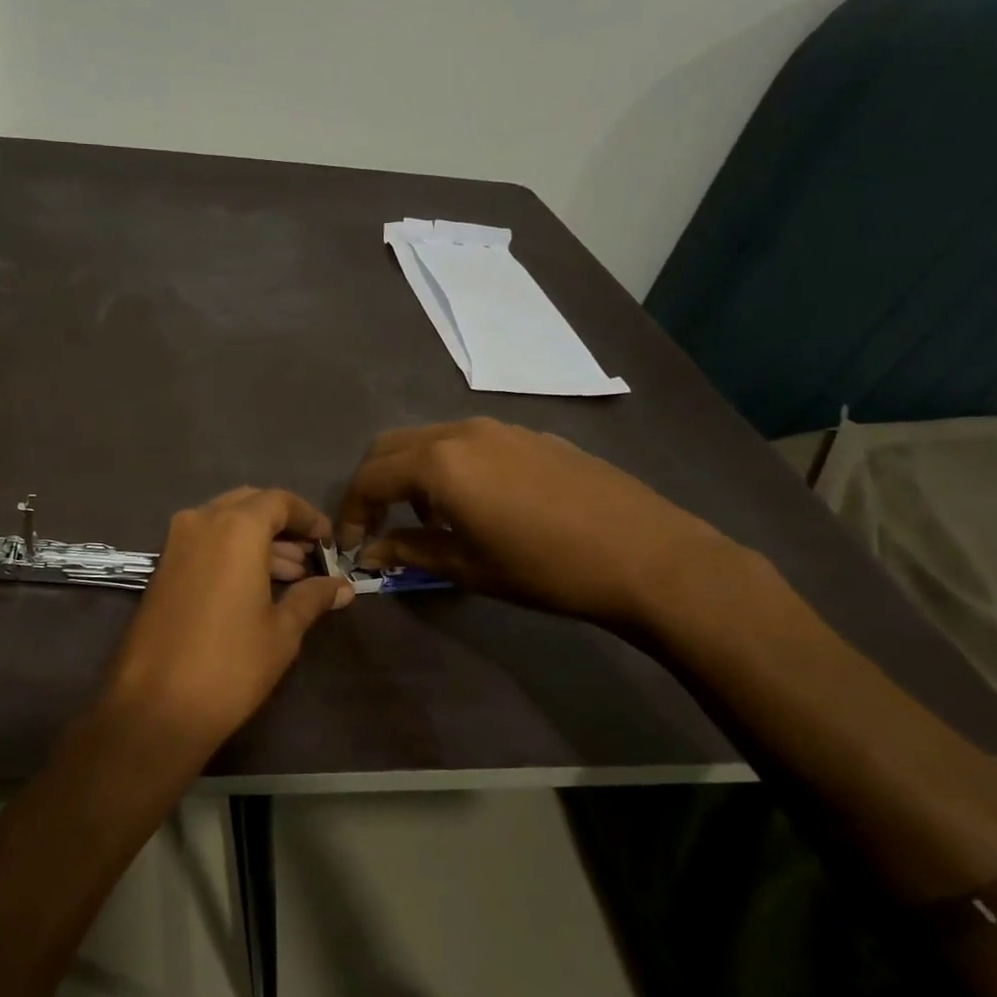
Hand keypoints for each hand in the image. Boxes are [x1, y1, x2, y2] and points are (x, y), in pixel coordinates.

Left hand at [106, 488, 352, 752]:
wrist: (156, 704)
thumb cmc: (230, 664)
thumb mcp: (282, 631)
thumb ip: (312, 598)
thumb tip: (342, 587)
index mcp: (235, 527)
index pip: (279, 501)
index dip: (308, 517)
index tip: (329, 541)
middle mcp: (201, 521)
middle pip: (249, 505)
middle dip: (282, 526)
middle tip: (310, 558)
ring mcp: (175, 543)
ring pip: (224, 523)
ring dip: (257, 540)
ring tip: (291, 577)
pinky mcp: (161, 567)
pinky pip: (203, 542)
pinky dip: (231, 552)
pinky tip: (255, 586)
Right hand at [338, 419, 735, 627]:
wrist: (646, 556)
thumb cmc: (545, 568)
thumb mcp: (469, 567)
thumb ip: (410, 552)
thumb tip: (371, 553)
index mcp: (438, 463)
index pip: (370, 478)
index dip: (351, 512)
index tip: (350, 545)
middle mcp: (460, 432)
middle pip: (390, 447)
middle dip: (372, 484)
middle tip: (374, 525)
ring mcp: (498, 427)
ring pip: (428, 439)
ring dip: (409, 473)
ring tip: (424, 519)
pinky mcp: (529, 434)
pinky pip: (466, 442)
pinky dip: (446, 466)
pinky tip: (472, 504)